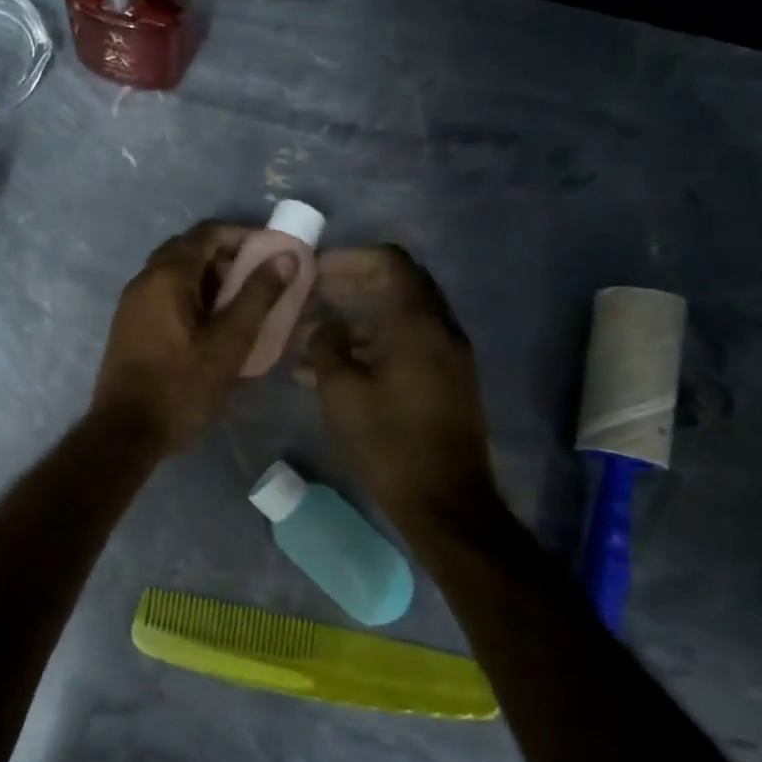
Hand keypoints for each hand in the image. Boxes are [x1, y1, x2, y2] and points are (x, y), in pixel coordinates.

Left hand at [92, 222, 287, 454]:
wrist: (125, 432)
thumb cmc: (181, 387)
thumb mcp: (228, 343)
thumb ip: (257, 296)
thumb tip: (285, 255)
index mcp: (167, 275)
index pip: (207, 234)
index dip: (242, 235)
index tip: (272, 251)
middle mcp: (144, 279)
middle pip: (189, 250)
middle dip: (226, 257)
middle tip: (259, 278)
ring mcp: (132, 302)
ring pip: (175, 274)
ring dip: (208, 279)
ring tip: (241, 305)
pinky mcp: (129, 325)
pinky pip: (164, 295)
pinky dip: (190, 297)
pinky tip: (211, 326)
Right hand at [300, 245, 500, 525]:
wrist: (445, 502)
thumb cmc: (388, 441)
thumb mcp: (341, 391)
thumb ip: (326, 346)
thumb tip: (323, 328)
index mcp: (418, 324)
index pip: (389, 262)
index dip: (349, 259)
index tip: (315, 272)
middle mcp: (440, 330)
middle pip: (398, 285)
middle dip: (353, 284)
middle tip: (314, 295)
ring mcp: (448, 357)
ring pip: (400, 318)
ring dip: (358, 319)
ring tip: (313, 339)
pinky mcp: (446, 382)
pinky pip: (407, 345)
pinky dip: (372, 345)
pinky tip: (334, 370)